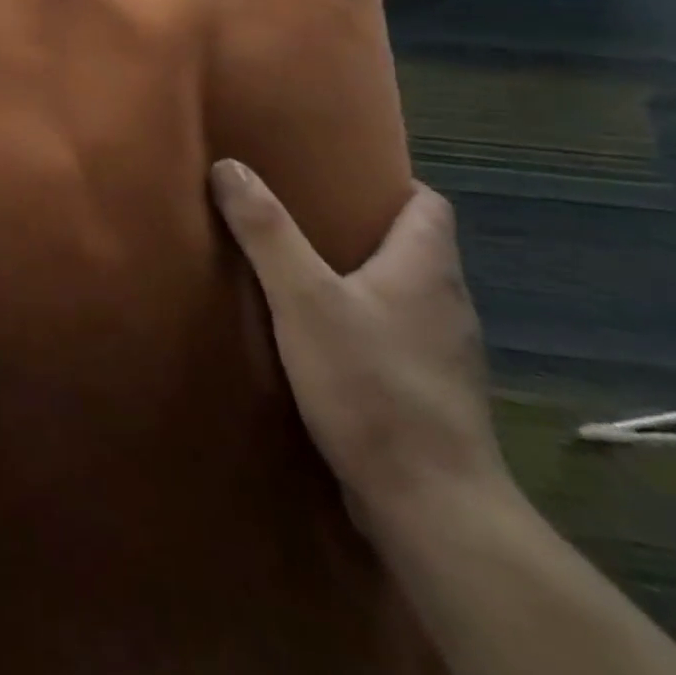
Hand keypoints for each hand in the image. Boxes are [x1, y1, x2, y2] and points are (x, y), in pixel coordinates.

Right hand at [210, 161, 507, 534]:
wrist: (432, 508)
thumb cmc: (371, 384)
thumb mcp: (304, 297)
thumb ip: (266, 231)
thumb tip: (229, 166)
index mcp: (427, 267)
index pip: (429, 203)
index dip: (391, 184)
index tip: (340, 176)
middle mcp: (447, 303)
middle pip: (414, 247)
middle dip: (363, 228)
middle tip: (303, 216)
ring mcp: (444, 355)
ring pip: (404, 296)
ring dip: (362, 279)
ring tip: (304, 271)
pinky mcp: (433, 397)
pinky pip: (399, 339)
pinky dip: (366, 326)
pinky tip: (324, 339)